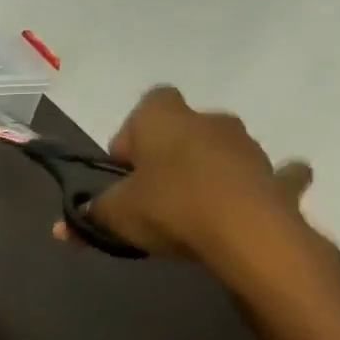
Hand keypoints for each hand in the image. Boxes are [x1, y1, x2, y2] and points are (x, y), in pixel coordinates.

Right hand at [56, 86, 317, 268]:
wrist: (247, 234)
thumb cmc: (169, 208)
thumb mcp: (115, 216)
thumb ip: (89, 217)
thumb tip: (60, 230)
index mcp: (164, 119)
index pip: (148, 105)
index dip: (133, 134)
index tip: (126, 169)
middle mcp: (209, 121)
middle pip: (186, 128)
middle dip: (171, 153)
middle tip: (155, 191)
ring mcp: (249, 147)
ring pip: (224, 150)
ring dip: (210, 169)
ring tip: (195, 209)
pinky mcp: (278, 177)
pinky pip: (272, 176)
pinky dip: (262, 187)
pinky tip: (250, 207)